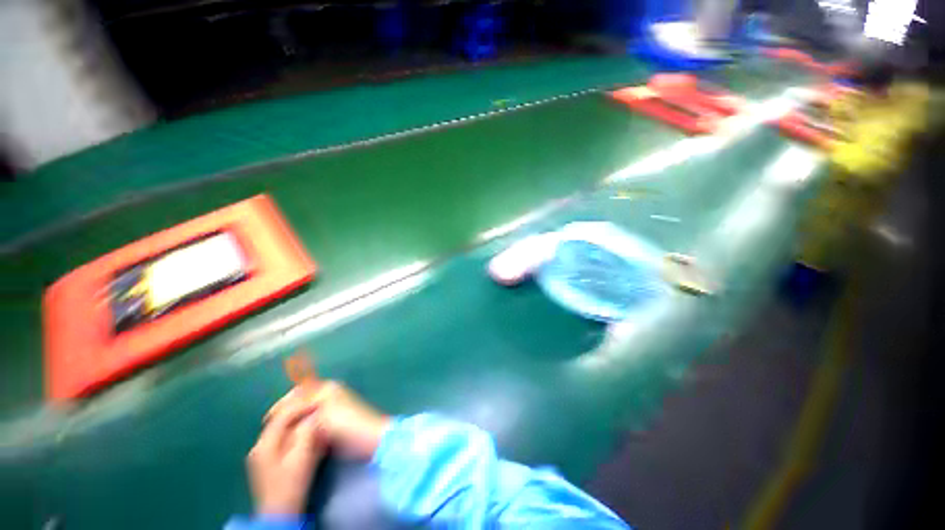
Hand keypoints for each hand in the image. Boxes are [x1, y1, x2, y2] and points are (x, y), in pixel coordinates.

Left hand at [247, 398, 324, 514]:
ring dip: (300, 422)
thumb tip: (315, 414)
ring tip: (317, 419)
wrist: (280, 515)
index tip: (320, 403)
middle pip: (281, 420)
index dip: (302, 406)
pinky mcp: (269, 462)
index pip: (283, 415)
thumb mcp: (301, 458)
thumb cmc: (291, 486)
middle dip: (301, 413)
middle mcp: (260, 446)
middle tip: (319, 409)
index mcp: (264, 444)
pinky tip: (309, 435)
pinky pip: (284, 439)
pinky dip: (297, 433)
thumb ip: (307, 433)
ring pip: (283, 429)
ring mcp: (263, 455)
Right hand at [268, 381, 390, 460]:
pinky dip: (303, 428)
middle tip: (270, 427)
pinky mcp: (334, 423)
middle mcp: (330, 395)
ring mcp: (332, 409)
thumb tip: (289, 406)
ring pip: (306, 413)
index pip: (300, 391)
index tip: (268, 419)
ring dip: (293, 421)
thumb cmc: (345, 424)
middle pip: (302, 401)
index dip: (283, 404)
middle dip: (286, 413)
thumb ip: (305, 407)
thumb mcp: (322, 413)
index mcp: (328, 389)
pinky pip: (313, 423)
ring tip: (279, 435)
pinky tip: (294, 439)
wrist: (368, 438)